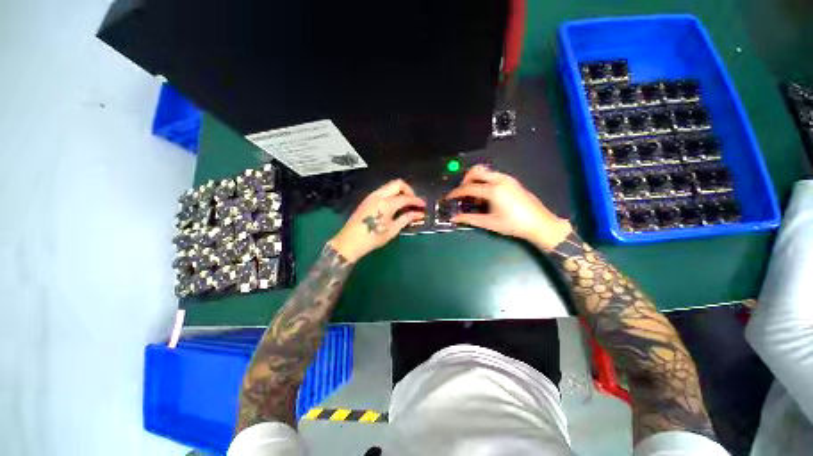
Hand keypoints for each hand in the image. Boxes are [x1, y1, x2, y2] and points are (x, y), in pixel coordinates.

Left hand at [329, 179, 425, 261]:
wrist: (350, 241)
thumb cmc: (373, 238)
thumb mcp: (393, 229)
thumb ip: (406, 218)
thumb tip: (419, 214)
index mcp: (386, 203)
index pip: (406, 197)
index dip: (417, 201)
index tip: (423, 205)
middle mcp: (379, 195)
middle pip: (398, 183)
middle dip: (408, 190)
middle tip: (413, 201)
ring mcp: (371, 196)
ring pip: (389, 186)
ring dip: (399, 191)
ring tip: (405, 204)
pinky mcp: (367, 199)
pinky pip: (382, 191)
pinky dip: (391, 194)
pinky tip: (394, 205)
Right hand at [446, 165, 571, 251]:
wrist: (540, 224)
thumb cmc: (513, 225)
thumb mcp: (489, 223)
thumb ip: (470, 219)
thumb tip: (453, 218)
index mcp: (493, 190)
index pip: (468, 187)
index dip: (456, 192)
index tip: (448, 197)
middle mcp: (499, 180)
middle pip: (476, 171)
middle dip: (465, 180)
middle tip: (461, 193)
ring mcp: (507, 179)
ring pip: (486, 172)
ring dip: (475, 179)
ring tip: (473, 194)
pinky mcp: (512, 181)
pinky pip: (493, 175)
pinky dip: (485, 181)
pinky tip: (486, 194)